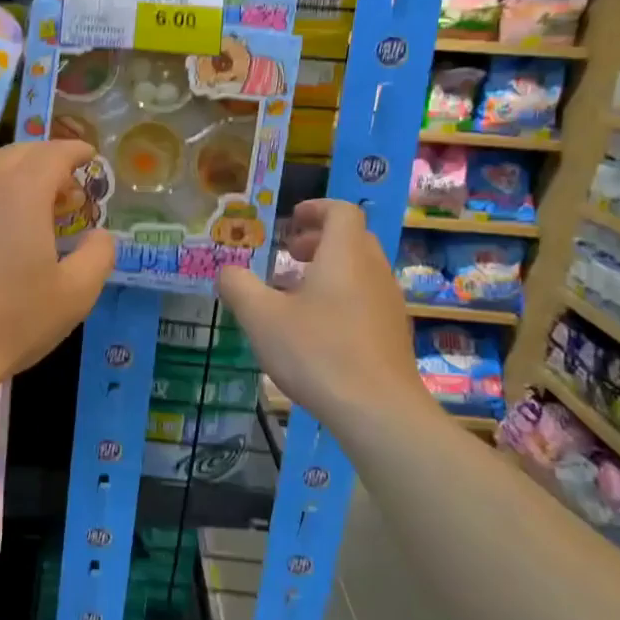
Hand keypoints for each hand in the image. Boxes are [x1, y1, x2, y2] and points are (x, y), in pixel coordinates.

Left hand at [0, 140, 114, 382]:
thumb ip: (98, 255)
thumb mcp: (75, 294)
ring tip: (25, 195)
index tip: (90, 157)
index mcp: (22, 190)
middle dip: (47, 161)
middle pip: (19, 152)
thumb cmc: (11, 321)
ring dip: (11, 168)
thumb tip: (100, 234)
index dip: (76, 151)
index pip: (53, 153)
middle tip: (65, 190)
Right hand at [217, 200, 435, 437]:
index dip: (316, 209)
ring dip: (328, 271)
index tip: (291, 219)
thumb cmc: (316, 352)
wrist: (377, 410)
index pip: (342, 212)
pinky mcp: (393, 334)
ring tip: (294, 295)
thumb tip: (226, 271)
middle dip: (318, 240)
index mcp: (345, 255)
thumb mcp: (261, 317)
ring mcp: (389, 304)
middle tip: (286, 255)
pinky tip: (316, 330)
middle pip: (352, 239)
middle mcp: (374, 271)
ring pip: (359, 271)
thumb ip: (239, 286)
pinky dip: (340, 297)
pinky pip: (366, 299)